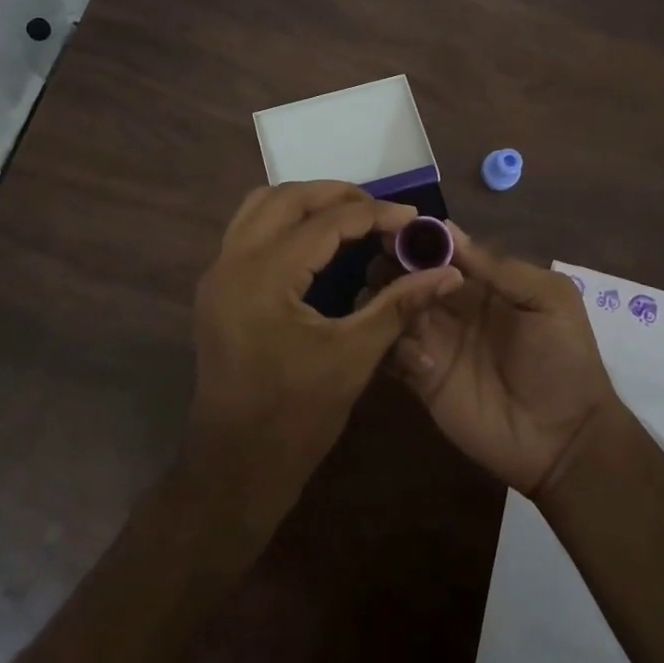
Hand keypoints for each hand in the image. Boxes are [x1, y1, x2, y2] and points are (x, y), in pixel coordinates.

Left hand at [187, 182, 462, 519]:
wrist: (235, 468)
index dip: (375, 214)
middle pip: (287, 198)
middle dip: (337, 194)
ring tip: (350, 216)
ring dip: (305, 201)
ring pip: (260, 206)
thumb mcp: (354, 357)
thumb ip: (399, 304)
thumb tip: (447, 272)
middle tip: (381, 211)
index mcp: (264, 275)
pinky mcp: (216, 287)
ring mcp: (217, 272)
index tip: (413, 218)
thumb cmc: (296, 417)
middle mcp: (232, 261)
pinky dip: (283, 220)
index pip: (326, 222)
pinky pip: (248, 229)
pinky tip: (316, 241)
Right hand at [385, 227, 621, 498]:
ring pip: (391, 309)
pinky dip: (392, 345)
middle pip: (405, 274)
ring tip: (396, 306)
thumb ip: (499, 267)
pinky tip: (421, 356)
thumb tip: (447, 230)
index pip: (437, 250)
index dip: (415, 238)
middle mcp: (448, 305)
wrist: (567, 439)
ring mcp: (433, 341)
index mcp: (478, 282)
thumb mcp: (548, 299)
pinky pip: (391, 353)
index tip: (394, 230)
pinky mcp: (421, 379)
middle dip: (391, 265)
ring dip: (386, 301)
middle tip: (385, 267)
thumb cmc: (564, 359)